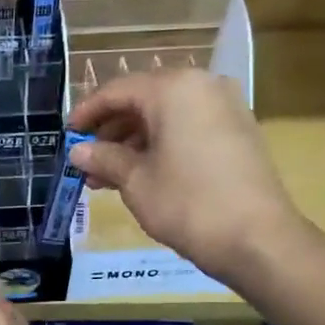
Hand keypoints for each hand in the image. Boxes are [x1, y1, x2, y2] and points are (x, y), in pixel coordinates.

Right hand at [69, 70, 307, 282]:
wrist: (257, 238)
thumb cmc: (187, 203)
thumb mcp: (135, 181)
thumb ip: (104, 158)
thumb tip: (78, 151)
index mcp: (173, 89)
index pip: (118, 90)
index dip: (87, 112)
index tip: (67, 134)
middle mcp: (202, 86)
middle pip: (144, 100)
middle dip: (112, 131)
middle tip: (87, 161)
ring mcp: (226, 107)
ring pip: (167, 116)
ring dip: (134, 142)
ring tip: (108, 176)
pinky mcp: (239, 132)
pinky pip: (189, 128)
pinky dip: (162, 146)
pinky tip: (142, 175)